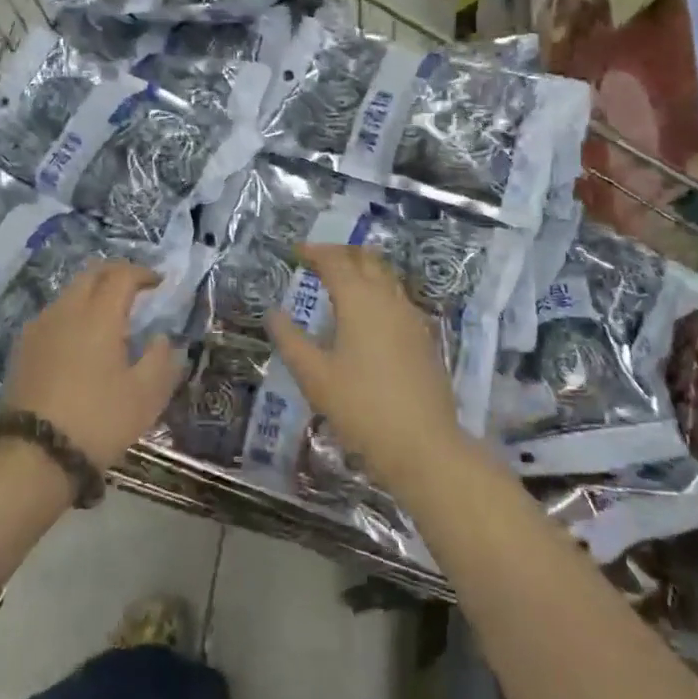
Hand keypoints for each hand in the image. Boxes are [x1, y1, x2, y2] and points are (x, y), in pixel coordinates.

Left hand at [1, 262, 181, 470]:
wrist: (34, 455)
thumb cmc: (98, 421)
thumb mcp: (146, 396)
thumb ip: (161, 359)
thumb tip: (161, 338)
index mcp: (99, 315)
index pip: (122, 275)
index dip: (143, 273)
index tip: (159, 283)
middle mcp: (66, 310)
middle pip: (91, 273)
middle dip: (115, 273)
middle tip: (135, 289)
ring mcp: (39, 327)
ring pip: (69, 293)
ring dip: (92, 293)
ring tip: (110, 316)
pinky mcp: (22, 348)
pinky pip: (53, 315)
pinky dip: (73, 313)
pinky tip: (81, 340)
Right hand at [264, 244, 465, 493]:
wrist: (424, 446)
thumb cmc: (361, 407)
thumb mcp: (314, 376)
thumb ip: (290, 340)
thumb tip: (273, 313)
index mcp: (360, 300)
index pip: (335, 261)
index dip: (315, 252)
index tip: (296, 252)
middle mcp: (388, 299)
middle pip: (366, 260)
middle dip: (341, 253)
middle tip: (318, 260)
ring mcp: (411, 318)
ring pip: (386, 277)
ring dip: (362, 270)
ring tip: (340, 283)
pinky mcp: (424, 338)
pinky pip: (397, 299)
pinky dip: (378, 292)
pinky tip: (367, 316)